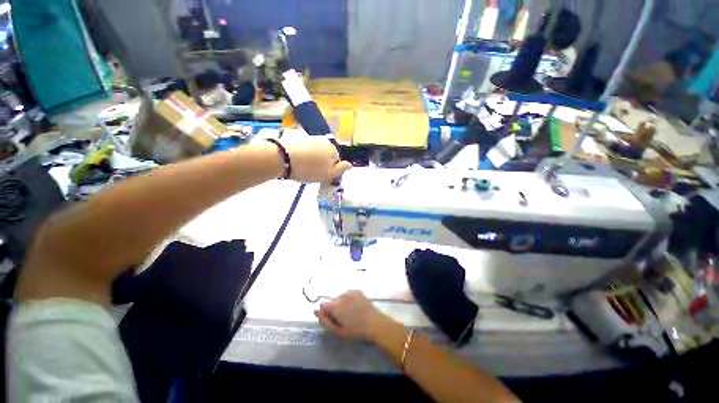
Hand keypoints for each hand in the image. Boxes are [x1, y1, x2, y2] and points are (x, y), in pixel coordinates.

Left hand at [278, 136, 352, 182]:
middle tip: (313, 173)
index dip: (331, 170)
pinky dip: (304, 156)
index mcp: (333, 149)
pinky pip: (306, 150)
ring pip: (316, 153)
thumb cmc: (309, 169)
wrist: (282, 158)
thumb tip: (350, 165)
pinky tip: (298, 162)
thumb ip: (341, 169)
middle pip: (327, 156)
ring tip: (304, 169)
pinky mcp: (299, 139)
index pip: (337, 162)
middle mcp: (324, 141)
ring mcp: (311, 138)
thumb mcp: (328, 174)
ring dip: (313, 160)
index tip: (322, 176)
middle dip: (322, 164)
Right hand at [315, 290, 397, 341]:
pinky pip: (347, 294)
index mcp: (335, 306)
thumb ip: (325, 321)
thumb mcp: (338, 331)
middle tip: (341, 318)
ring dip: (341, 303)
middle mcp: (341, 295)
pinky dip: (348, 299)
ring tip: (349, 313)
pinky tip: (354, 307)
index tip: (331, 319)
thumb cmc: (356, 331)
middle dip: (333, 308)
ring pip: (339, 297)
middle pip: (331, 300)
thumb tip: (315, 310)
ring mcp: (350, 291)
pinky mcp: (357, 290)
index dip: (325, 313)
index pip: (323, 305)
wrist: (375, 323)